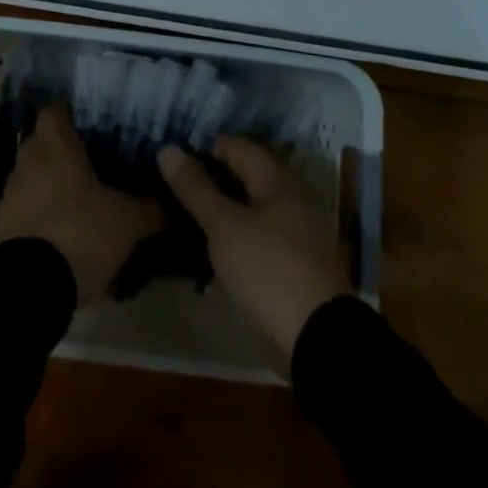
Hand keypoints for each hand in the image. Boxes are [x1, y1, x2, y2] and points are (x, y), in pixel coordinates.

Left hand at [0, 105, 162, 299]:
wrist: (27, 287)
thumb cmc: (79, 233)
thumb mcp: (126, 222)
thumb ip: (148, 208)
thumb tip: (169, 203)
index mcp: (54, 146)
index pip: (56, 111)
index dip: (72, 114)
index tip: (92, 125)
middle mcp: (27, 161)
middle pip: (43, 144)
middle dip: (64, 153)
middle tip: (94, 165)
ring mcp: (9, 194)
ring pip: (32, 177)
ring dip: (51, 186)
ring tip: (80, 204)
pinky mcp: (0, 227)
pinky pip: (24, 209)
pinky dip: (40, 216)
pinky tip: (62, 234)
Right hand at [160, 137, 351, 364]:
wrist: (320, 341)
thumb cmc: (269, 271)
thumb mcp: (224, 227)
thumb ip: (195, 188)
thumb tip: (167, 148)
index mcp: (277, 180)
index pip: (235, 146)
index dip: (202, 148)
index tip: (171, 162)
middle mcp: (291, 197)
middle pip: (244, 174)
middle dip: (210, 178)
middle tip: (172, 188)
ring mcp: (296, 231)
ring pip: (250, 205)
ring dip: (221, 207)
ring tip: (185, 215)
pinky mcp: (294, 261)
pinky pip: (258, 232)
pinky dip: (235, 231)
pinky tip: (212, 245)